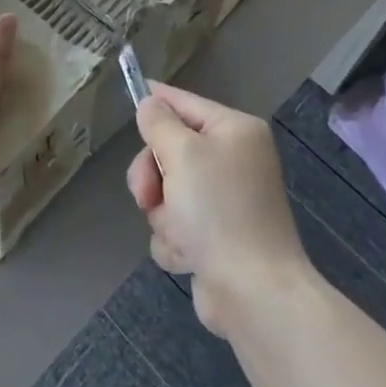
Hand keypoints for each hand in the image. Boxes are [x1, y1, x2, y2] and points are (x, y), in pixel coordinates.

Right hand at [127, 82, 311, 338]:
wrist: (253, 292)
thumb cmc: (218, 210)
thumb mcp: (181, 153)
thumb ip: (159, 123)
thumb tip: (150, 103)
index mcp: (235, 131)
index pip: (186, 103)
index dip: (156, 101)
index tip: (132, 94)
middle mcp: (235, 160)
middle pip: (172, 150)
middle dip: (153, 175)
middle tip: (146, 195)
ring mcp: (227, 201)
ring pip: (169, 191)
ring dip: (163, 214)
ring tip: (178, 233)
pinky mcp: (218, 238)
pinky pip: (178, 225)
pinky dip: (176, 240)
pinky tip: (188, 256)